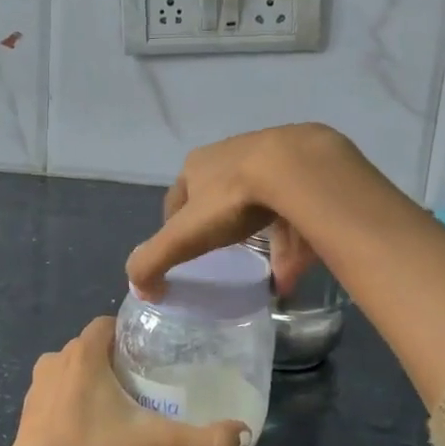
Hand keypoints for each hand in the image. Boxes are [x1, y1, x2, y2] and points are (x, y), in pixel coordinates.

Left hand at [0, 318, 248, 445]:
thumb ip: (203, 440)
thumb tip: (243, 433)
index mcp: (83, 353)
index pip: (108, 324)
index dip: (130, 333)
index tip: (152, 354)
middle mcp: (56, 359)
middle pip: (92, 347)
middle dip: (115, 359)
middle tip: (143, 383)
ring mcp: (36, 385)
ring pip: (72, 369)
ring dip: (92, 380)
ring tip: (119, 405)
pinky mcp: (26, 411)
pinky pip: (56, 392)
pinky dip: (72, 401)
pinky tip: (89, 427)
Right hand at [126, 124, 361, 298]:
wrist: (295, 168)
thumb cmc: (231, 199)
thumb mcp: (183, 236)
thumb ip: (154, 261)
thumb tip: (140, 290)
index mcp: (197, 165)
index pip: (178, 198)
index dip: (177, 225)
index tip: (184, 251)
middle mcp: (230, 155)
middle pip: (218, 197)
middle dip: (219, 226)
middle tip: (224, 255)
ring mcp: (270, 158)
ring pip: (259, 202)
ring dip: (259, 236)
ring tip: (265, 270)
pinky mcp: (304, 170)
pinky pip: (294, 211)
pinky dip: (292, 240)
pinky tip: (294, 269)